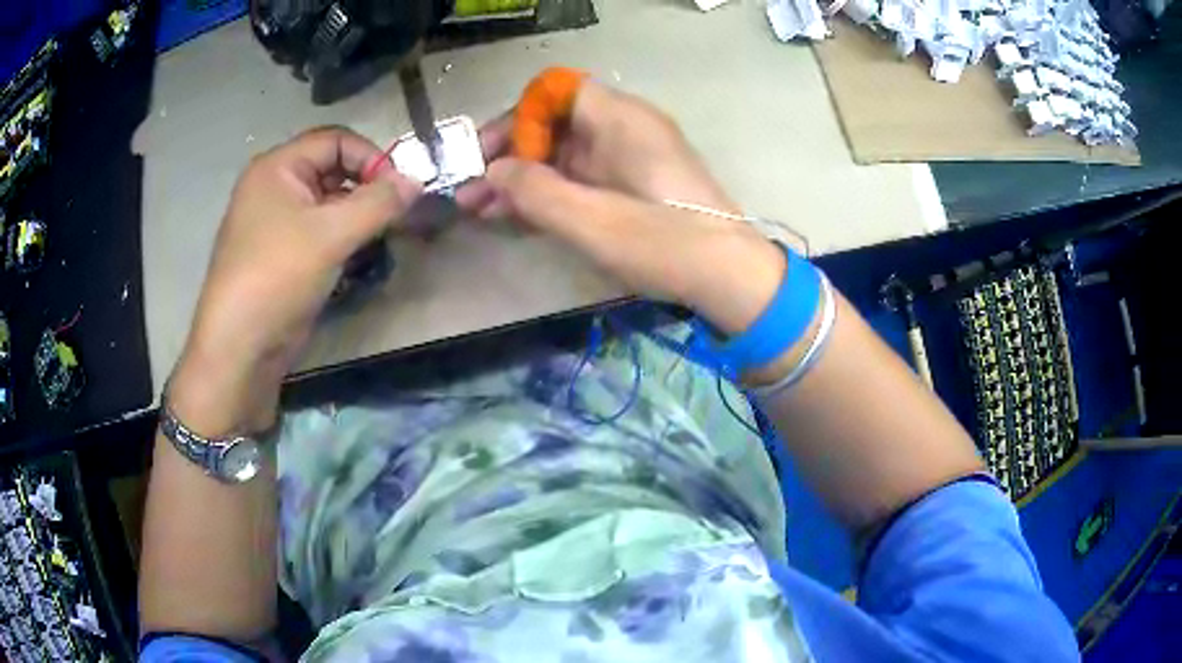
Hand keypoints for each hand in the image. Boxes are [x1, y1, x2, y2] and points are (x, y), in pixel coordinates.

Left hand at [169, 127, 420, 433]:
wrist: (239, 349)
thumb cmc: (277, 278)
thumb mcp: (331, 235)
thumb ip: (379, 203)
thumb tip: (417, 181)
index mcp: (277, 168)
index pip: (335, 140)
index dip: (371, 156)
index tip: (400, 188)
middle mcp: (275, 187)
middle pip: (332, 169)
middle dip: (367, 188)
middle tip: (397, 214)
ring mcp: (276, 223)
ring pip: (328, 203)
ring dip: (358, 215)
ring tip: (383, 237)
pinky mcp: (282, 255)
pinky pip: (319, 232)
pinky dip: (343, 238)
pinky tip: (360, 256)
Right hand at [456, 79, 785, 336]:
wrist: (730, 277)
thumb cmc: (664, 242)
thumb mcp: (591, 219)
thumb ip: (535, 191)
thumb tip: (494, 171)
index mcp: (619, 118)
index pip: (554, 93)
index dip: (516, 118)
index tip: (487, 155)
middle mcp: (625, 128)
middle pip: (554, 124)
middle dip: (509, 156)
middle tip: (470, 192)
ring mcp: (631, 157)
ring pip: (564, 155)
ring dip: (524, 179)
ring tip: (481, 210)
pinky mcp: (634, 185)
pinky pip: (583, 177)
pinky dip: (551, 193)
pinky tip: (518, 217)